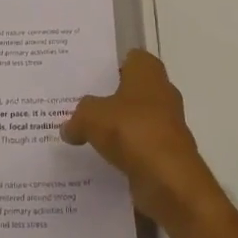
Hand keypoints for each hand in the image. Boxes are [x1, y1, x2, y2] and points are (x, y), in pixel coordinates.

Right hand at [62, 50, 222, 228]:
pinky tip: (103, 160)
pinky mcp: (168, 152)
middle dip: (112, 98)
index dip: (111, 66)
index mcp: (148, 71)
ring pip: (137, 119)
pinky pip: (141, 146)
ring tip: (88, 135)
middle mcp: (162, 91)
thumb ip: (78, 117)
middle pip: (133, 89)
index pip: (130, 58)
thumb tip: (68, 127)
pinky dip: (127, 152)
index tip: (89, 77)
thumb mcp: (92, 116)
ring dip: (119, 128)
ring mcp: (168, 123)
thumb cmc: (132, 131)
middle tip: (82, 106)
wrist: (169, 179)